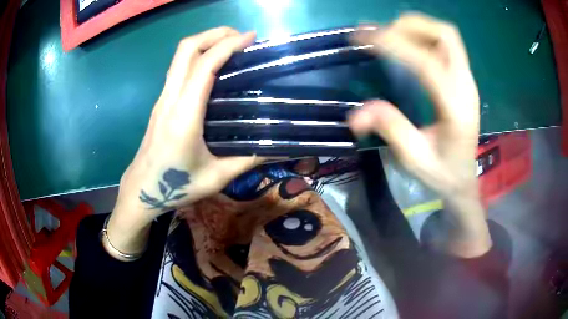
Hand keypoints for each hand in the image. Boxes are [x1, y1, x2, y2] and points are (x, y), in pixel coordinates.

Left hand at [106, 27, 262, 258]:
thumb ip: (247, 160)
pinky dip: (198, 55)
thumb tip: (276, 148)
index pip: (205, 66)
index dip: (228, 45)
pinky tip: (214, 66)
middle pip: (186, 49)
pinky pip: (178, 67)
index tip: (251, 37)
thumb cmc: (176, 186)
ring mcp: (163, 98)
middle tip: (240, 37)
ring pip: (180, 55)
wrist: (142, 189)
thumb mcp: (216, 178)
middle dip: (214, 33)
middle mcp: (171, 99)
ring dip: (205, 41)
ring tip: (230, 46)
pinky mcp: (161, 101)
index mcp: (185, 115)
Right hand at [349, 14, 490, 256]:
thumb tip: (354, 114)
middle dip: (411, 26)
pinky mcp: (464, 79)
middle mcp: (466, 86)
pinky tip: (408, 45)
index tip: (362, 37)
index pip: (426, 62)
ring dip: (418, 28)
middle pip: (445, 35)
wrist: (464, 180)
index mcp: (455, 108)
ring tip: (391, 35)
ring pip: (447, 35)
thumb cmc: (442, 173)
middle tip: (382, 34)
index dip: (393, 44)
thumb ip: (390, 130)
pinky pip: (446, 44)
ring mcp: (467, 80)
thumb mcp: (414, 159)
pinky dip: (425, 36)